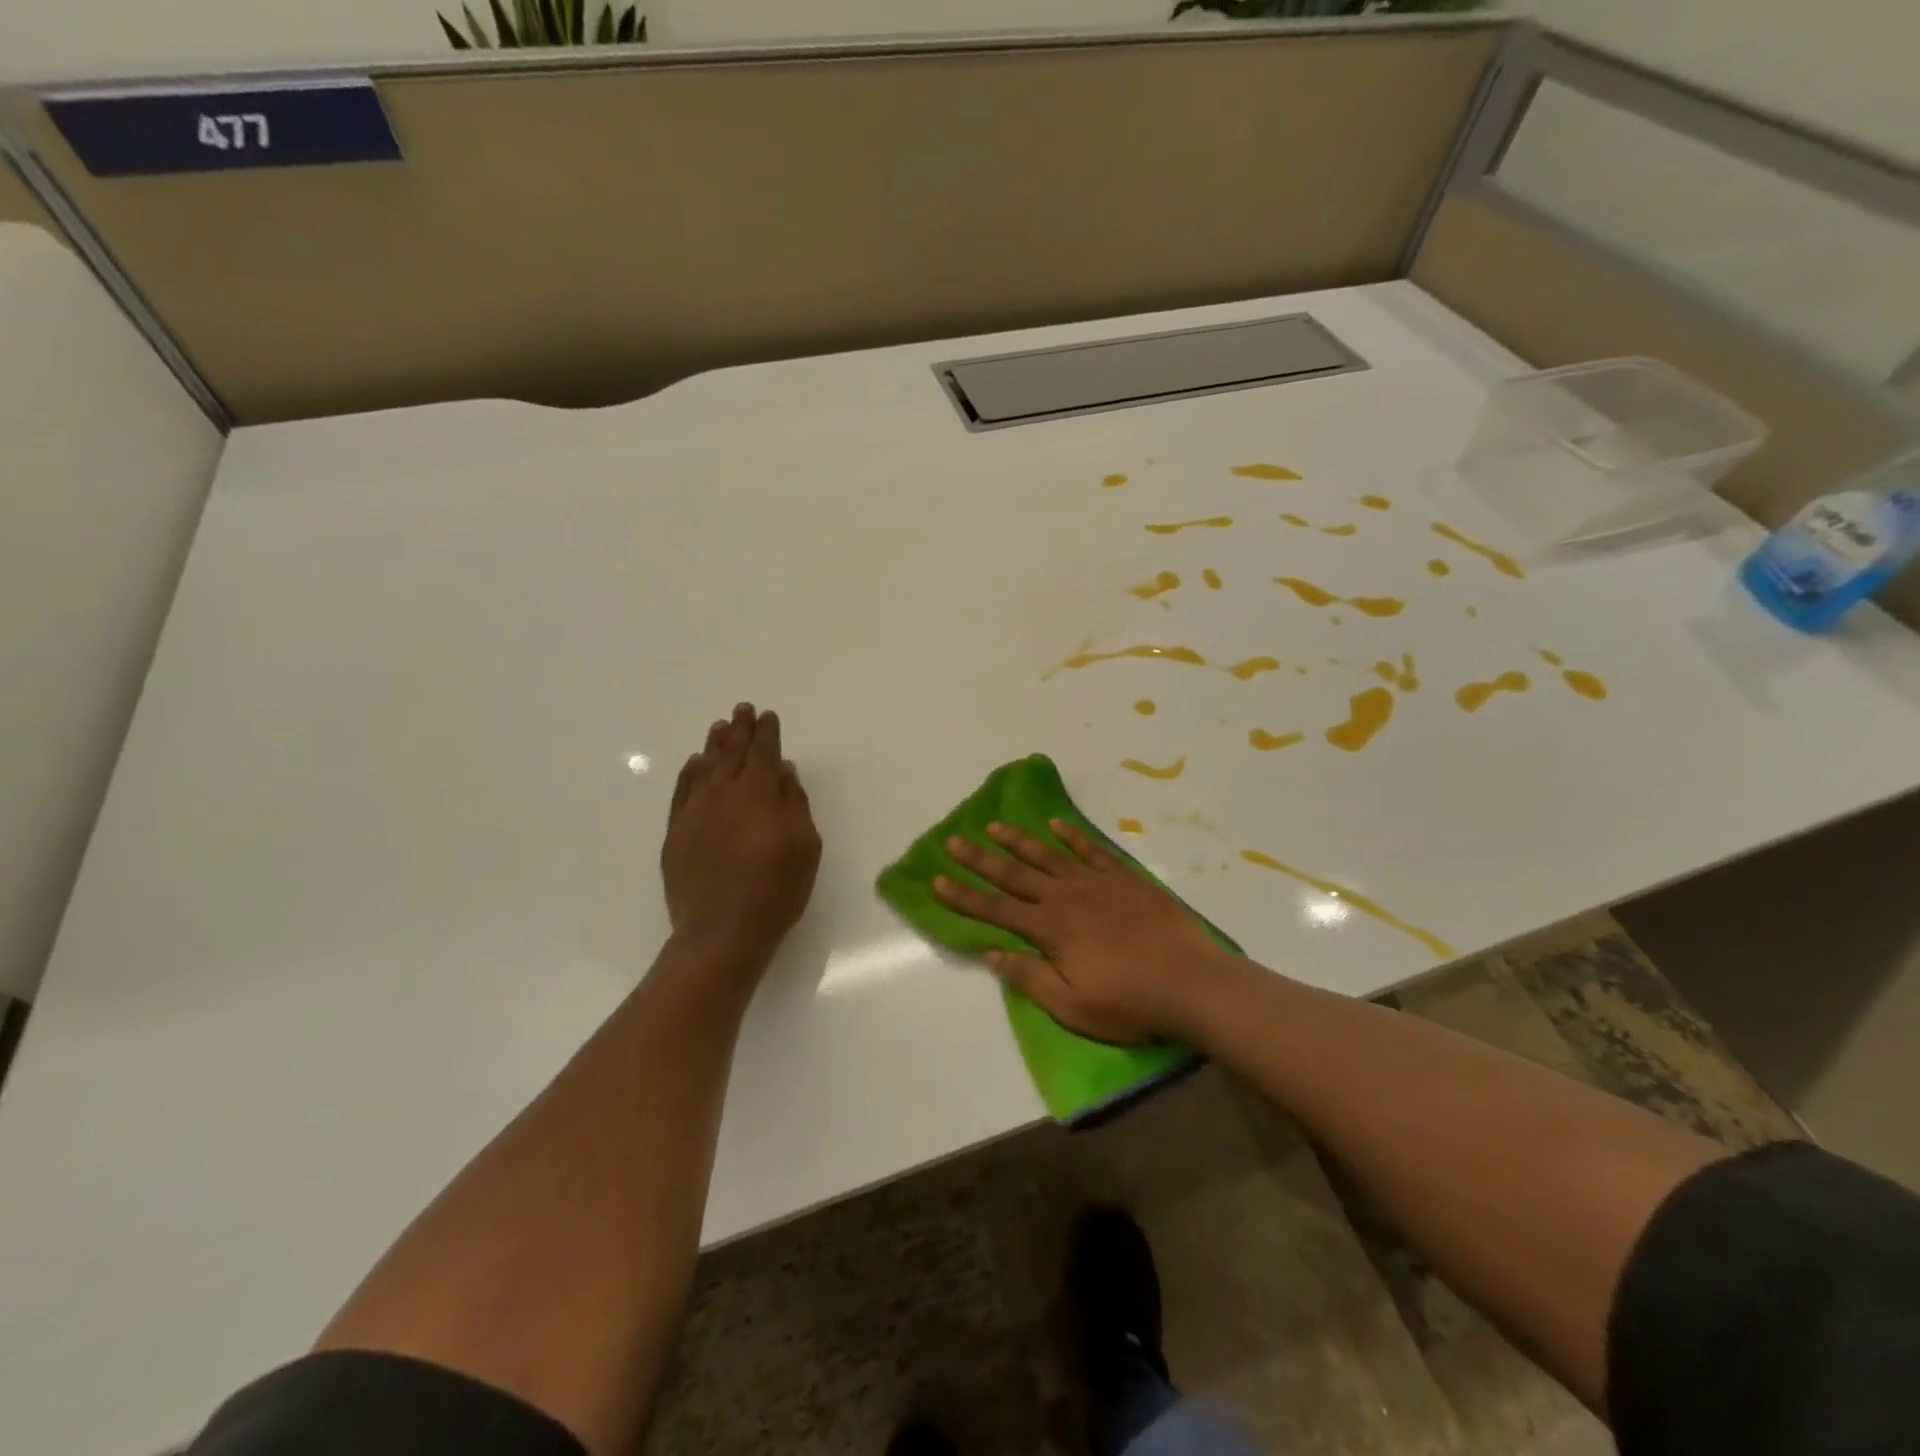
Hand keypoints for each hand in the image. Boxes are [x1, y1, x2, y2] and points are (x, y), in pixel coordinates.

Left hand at [662, 703, 821, 965]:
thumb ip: (794, 803)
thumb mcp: (804, 846)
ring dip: (714, 745)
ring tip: (720, 727)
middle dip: (739, 729)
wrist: (722, 931)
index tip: (767, 716)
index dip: (766, 732)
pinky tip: (695, 764)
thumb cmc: (776, 890)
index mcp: (758, 794)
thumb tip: (783, 771)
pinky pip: (682, 792)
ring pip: (705, 767)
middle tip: (742, 709)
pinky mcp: (676, 833)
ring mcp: (695, 813)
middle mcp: (723, 794)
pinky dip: (689, 774)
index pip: (763, 753)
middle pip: (732, 753)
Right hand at [933, 820, 1240, 1044]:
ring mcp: (1095, 882)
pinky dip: (1071, 835)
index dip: (964, 895)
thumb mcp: (1071, 1004)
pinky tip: (1055, 825)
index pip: (995, 908)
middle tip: (954, 841)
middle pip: (1014, 874)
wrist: (1189, 981)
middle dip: (980, 859)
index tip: (937, 879)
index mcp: (1048, 929)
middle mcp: (1064, 897)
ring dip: (1018, 841)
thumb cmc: (1128, 1001)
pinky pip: (1090, 849)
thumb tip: (991, 952)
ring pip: (1047, 855)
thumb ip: (1029, 976)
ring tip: (994, 826)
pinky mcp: (1123, 877)